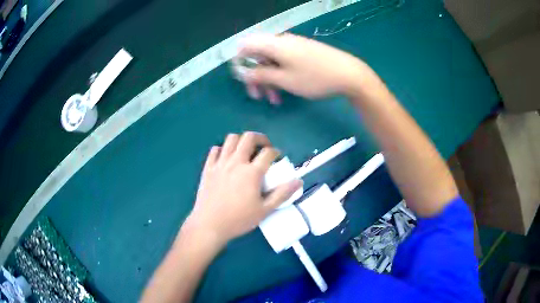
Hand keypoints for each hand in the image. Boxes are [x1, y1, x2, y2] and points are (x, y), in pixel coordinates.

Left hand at [185, 132, 302, 245]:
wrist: (209, 225)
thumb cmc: (238, 219)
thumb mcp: (265, 210)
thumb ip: (282, 194)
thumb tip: (298, 181)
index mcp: (252, 172)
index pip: (268, 153)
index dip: (276, 152)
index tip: (277, 157)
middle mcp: (236, 162)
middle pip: (249, 138)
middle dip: (260, 138)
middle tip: (264, 147)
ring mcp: (220, 163)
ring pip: (231, 139)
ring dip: (241, 140)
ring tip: (245, 150)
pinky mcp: (208, 168)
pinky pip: (215, 150)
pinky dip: (223, 149)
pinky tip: (226, 157)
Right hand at [238, 33, 375, 102]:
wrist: (349, 74)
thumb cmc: (315, 78)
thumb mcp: (284, 80)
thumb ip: (260, 75)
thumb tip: (240, 71)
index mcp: (274, 44)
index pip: (245, 45)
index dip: (240, 62)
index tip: (244, 80)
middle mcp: (281, 41)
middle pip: (258, 55)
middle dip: (256, 76)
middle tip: (259, 96)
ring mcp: (294, 46)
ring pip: (272, 61)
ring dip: (269, 80)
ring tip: (275, 100)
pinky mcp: (303, 52)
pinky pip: (284, 62)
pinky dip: (281, 76)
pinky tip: (286, 91)